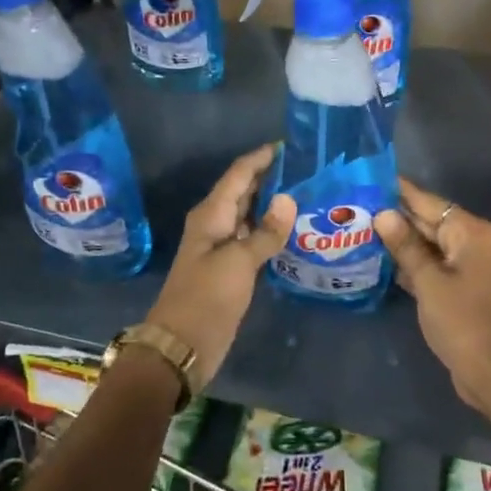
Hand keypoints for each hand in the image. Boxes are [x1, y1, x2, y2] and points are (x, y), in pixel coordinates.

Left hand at [145, 144, 295, 385]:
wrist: (182, 345)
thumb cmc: (207, 298)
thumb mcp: (239, 262)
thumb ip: (265, 232)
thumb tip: (288, 198)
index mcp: (212, 214)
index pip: (239, 173)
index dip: (262, 157)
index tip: (291, 144)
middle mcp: (216, 223)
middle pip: (244, 189)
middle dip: (272, 176)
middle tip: (308, 167)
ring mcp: (222, 246)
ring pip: (250, 213)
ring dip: (273, 202)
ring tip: (308, 191)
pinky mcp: (230, 268)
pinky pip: (253, 237)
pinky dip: (271, 229)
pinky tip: (295, 228)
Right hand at [376, 178, 490, 411]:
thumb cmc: (461, 322)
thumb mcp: (428, 282)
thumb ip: (405, 246)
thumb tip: (384, 213)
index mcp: (471, 233)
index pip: (429, 202)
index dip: (399, 192)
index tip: (370, 179)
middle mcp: (475, 242)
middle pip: (431, 221)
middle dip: (397, 217)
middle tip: (358, 208)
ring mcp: (472, 265)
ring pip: (432, 244)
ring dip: (403, 241)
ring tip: (363, 230)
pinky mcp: (466, 286)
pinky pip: (436, 263)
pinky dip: (415, 262)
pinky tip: (385, 261)